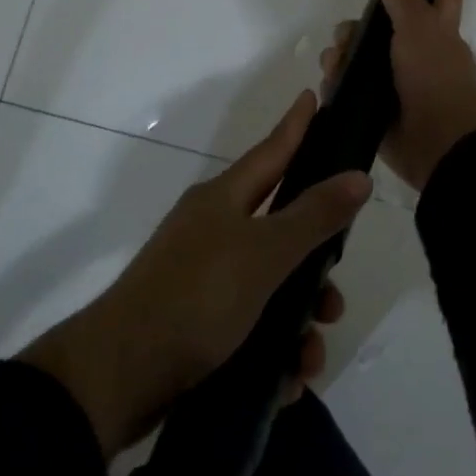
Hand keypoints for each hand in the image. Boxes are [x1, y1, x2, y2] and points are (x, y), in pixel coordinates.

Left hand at [19, 91, 365, 459]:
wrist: (116, 378)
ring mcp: (202, 277)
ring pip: (270, 286)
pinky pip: (250, 326)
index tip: (314, 95)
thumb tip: (358, 176)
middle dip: (315, 267)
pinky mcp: (196, 322)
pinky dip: (272, 350)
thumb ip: (315, 216)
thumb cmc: (196, 297)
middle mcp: (213, 230)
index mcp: (223, 200)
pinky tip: (287, 380)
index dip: (296, 126)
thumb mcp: (264, 254)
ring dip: (298, 321)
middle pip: (281, 231)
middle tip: (335, 296)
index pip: (272, 151)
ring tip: (308, 358)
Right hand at [321, 0, 475, 195]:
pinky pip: (349, 88)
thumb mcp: (418, 27)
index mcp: (438, 30)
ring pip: (361, 56)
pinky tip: (331, 81)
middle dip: (360, 24)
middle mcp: (418, 52)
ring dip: (343, 54)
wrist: (437, 142)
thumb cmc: (435, 77)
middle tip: (348, 30)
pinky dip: (337, 82)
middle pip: (384, 25)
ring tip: (335, 62)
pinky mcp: (377, 108)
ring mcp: (397, 82)